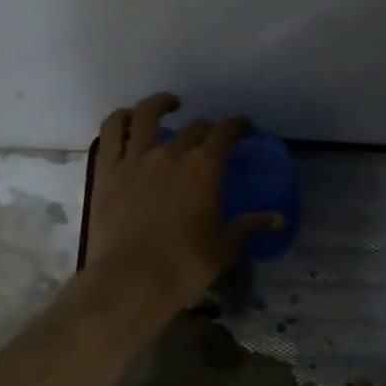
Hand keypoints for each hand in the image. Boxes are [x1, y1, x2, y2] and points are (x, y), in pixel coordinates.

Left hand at [82, 93, 281, 317]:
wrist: (130, 280)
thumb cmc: (183, 267)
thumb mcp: (223, 248)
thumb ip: (249, 227)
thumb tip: (277, 219)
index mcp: (204, 169)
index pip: (225, 134)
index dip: (237, 126)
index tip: (243, 128)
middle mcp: (171, 154)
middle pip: (194, 128)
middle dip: (208, 129)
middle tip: (212, 138)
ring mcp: (135, 158)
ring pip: (146, 115)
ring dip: (161, 104)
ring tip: (169, 104)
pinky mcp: (107, 170)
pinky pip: (111, 131)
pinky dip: (121, 118)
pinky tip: (129, 119)